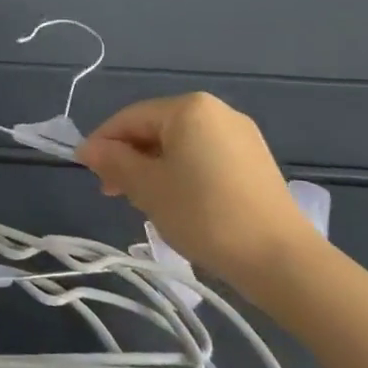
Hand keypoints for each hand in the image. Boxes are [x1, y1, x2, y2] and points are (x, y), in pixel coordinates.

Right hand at [76, 92, 318, 295]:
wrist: (281, 260)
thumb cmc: (204, 214)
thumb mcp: (148, 187)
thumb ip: (114, 161)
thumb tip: (87, 148)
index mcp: (189, 108)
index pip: (130, 118)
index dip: (103, 143)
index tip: (86, 172)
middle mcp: (216, 111)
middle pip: (155, 128)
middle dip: (129, 158)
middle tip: (113, 192)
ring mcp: (240, 135)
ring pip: (179, 144)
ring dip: (153, 168)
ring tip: (143, 202)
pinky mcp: (254, 160)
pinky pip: (203, 156)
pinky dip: (181, 173)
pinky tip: (176, 202)